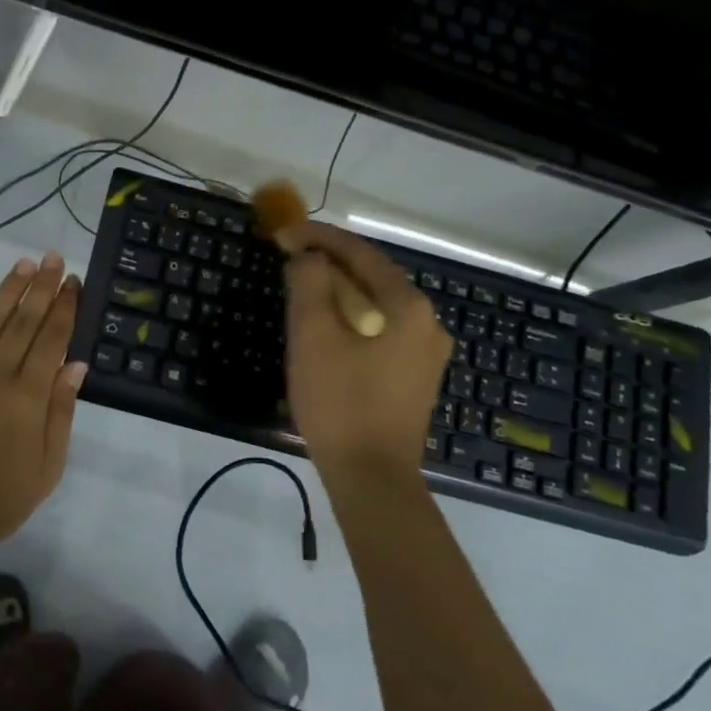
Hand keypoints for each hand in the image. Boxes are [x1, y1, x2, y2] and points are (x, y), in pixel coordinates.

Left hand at [0, 252, 87, 558]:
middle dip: (41, 287)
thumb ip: (61, 411)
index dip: (64, 308)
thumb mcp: (47, 467)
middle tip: (54, 258)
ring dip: (9, 289)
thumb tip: (76, 363)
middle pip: (22, 322)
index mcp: (26, 398)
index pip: (50, 340)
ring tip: (26, 264)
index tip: (74, 282)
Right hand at [278, 221, 452, 490]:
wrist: (372, 477)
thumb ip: (310, 283)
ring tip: (303, 287)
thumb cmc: (340, 402)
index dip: (319, 237)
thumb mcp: (313, 336)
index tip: (283, 233)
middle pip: (373, 275)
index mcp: (407, 306)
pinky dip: (353, 317)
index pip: (360, 253)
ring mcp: (425, 352)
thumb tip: (309, 257)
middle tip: (290, 257)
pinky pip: (382, 329)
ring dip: (340, 290)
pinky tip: (329, 327)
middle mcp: (427, 322)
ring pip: (378, 304)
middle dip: (330, 262)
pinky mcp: (415, 376)